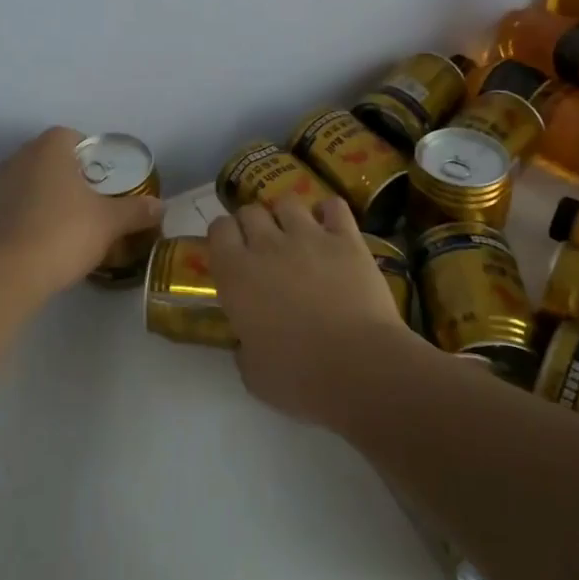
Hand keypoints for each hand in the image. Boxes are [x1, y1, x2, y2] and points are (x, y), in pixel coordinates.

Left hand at [0, 127, 164, 295]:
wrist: (2, 275)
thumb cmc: (62, 234)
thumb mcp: (109, 223)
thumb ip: (135, 211)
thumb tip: (160, 205)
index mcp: (49, 149)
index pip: (72, 137)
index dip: (90, 155)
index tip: (103, 180)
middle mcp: (18, 158)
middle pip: (48, 159)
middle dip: (68, 177)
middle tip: (89, 204)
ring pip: (27, 184)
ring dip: (44, 198)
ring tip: (64, 228)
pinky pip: (9, 209)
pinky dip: (23, 220)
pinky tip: (37, 247)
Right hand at [208, 196, 421, 424]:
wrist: (360, 367)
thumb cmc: (300, 377)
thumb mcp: (253, 373)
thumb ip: (244, 347)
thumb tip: (247, 341)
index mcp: (236, 275)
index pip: (218, 229)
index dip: (223, 236)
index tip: (230, 251)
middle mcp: (267, 245)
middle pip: (250, 211)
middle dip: (252, 223)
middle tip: (262, 246)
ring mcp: (309, 236)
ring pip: (288, 201)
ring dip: (287, 215)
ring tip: (296, 234)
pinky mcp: (346, 238)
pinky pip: (333, 206)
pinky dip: (329, 212)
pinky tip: (331, 228)